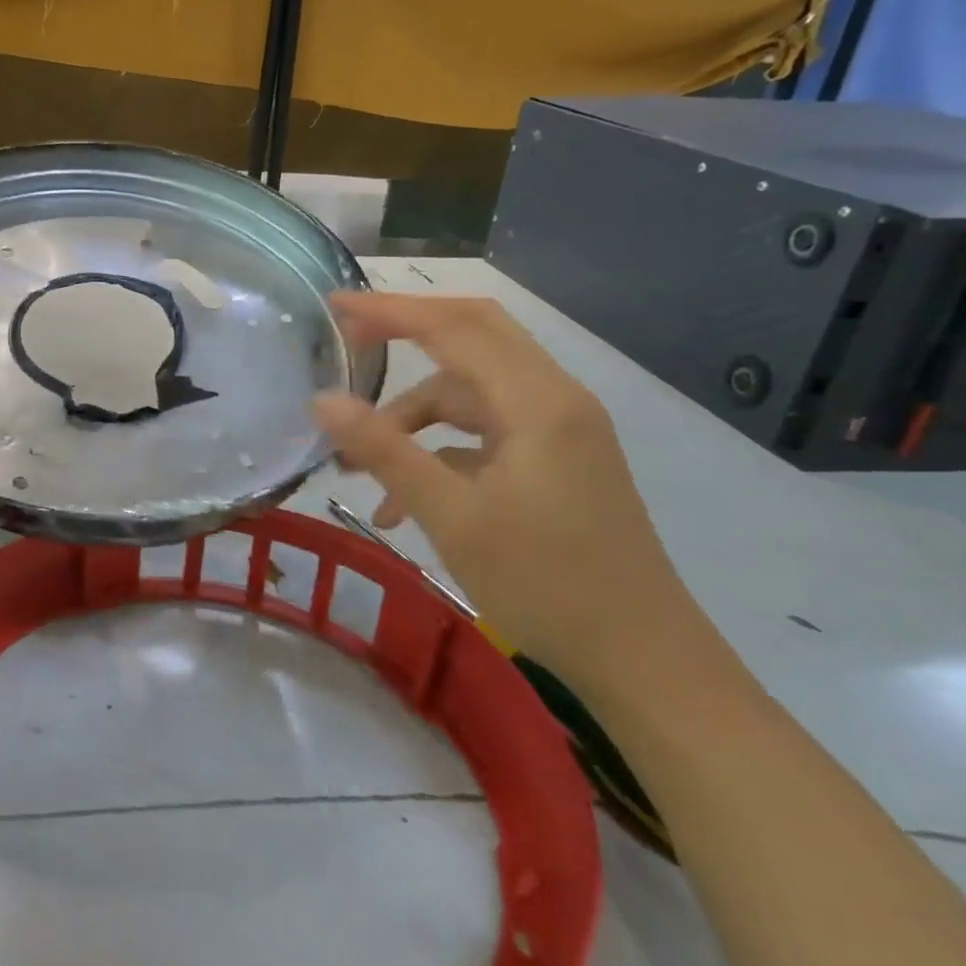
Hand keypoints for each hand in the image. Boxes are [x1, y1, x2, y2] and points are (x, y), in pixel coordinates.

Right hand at [312, 293, 705, 687]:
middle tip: (346, 342)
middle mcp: (553, 400)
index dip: (389, 310)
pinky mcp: (553, 461)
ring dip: (411, 418)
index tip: (333, 305)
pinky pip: (482, 433)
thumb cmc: (546, 583)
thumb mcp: (451, 515)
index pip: (454, 328)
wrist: (642, 659)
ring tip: (358, 467)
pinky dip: (437, 450)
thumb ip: (385, 450)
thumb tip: (322, 400)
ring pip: (470, 394)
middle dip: (405, 333)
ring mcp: (556, 431)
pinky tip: (401, 503)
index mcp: (537, 402)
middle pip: (472, 337)